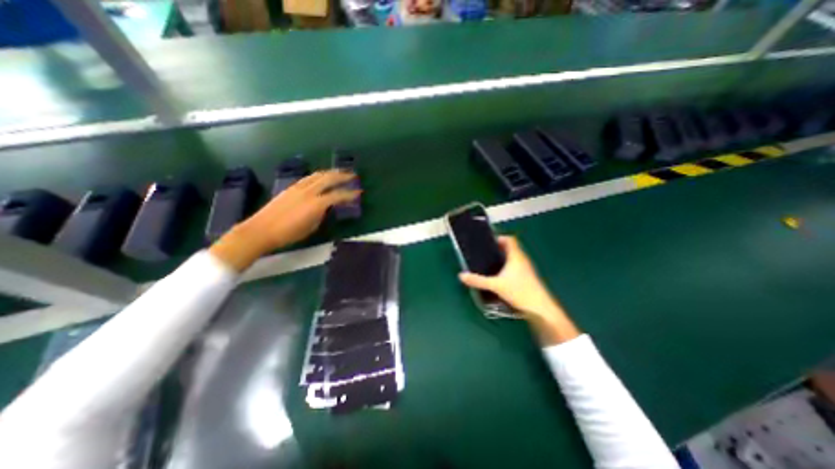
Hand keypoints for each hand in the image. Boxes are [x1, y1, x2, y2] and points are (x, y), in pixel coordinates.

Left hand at [209, 168, 358, 270]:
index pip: (338, 195)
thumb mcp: (311, 227)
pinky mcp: (290, 188)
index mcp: (316, 204)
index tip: (358, 193)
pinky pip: (308, 178)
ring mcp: (298, 187)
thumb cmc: (289, 233)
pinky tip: (321, 178)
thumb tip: (326, 207)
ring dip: (330, 172)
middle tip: (352, 175)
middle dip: (342, 176)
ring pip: (317, 175)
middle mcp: (308, 191)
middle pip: (328, 178)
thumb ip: (321, 214)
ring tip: (338, 173)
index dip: (350, 194)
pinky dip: (318, 176)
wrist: (261, 230)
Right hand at [456, 239, 581, 343]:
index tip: (487, 242)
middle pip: (510, 248)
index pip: (510, 239)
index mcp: (516, 256)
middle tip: (485, 253)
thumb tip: (462, 275)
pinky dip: (506, 267)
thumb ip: (478, 281)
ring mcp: (526, 269)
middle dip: (497, 249)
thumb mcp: (496, 286)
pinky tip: (498, 276)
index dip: (499, 238)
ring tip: (489, 263)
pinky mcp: (527, 278)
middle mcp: (522, 260)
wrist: (540, 308)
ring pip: (513, 258)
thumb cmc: (520, 291)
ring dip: (502, 258)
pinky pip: (515, 267)